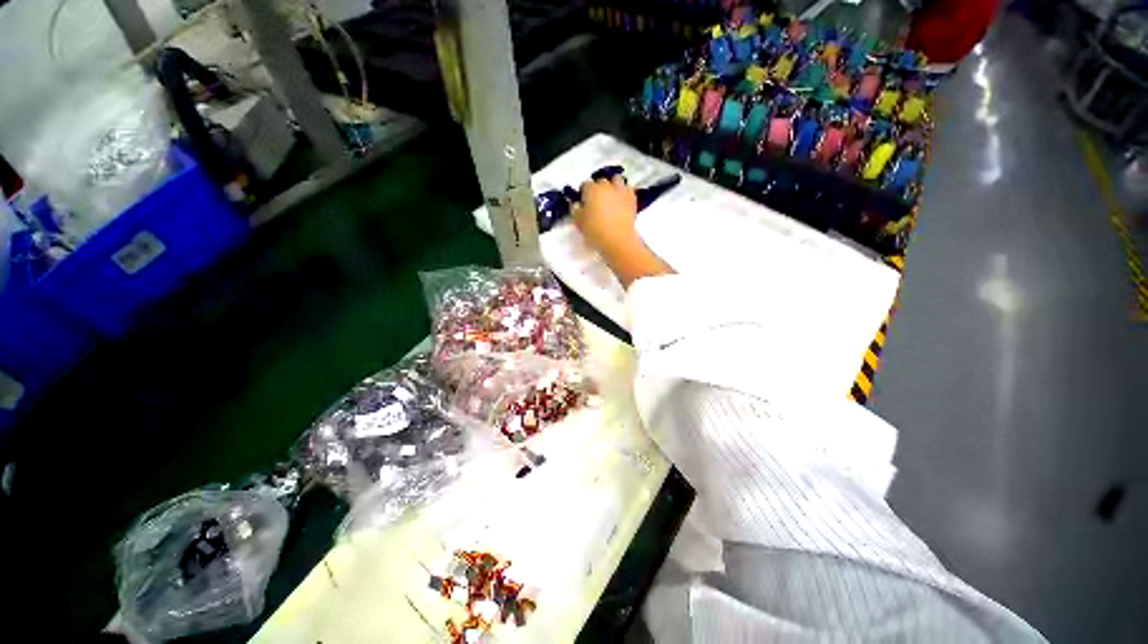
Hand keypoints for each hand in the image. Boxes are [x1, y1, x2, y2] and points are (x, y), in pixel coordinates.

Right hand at [573, 175, 638, 254]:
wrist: (618, 239)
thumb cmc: (595, 231)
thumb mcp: (579, 222)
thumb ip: (575, 210)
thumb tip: (576, 204)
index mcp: (592, 189)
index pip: (585, 185)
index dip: (583, 193)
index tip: (583, 202)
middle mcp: (607, 186)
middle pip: (601, 181)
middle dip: (598, 188)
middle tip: (596, 202)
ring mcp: (621, 191)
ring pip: (617, 180)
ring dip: (613, 185)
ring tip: (611, 197)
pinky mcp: (632, 199)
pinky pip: (628, 189)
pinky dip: (624, 193)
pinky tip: (621, 201)